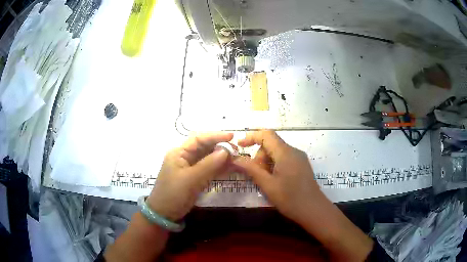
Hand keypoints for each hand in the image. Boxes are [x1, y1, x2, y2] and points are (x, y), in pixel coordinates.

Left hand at [146, 132, 232, 220]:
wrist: (164, 214)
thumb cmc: (174, 194)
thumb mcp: (191, 179)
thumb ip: (209, 164)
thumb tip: (226, 151)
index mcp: (179, 153)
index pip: (198, 139)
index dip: (215, 136)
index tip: (232, 137)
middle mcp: (184, 157)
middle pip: (204, 148)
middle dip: (220, 148)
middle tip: (237, 150)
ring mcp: (189, 168)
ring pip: (208, 159)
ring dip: (221, 159)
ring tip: (236, 159)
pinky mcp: (194, 178)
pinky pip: (208, 170)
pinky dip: (218, 169)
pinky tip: (229, 168)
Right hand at [233, 130, 372, 260]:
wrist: (313, 210)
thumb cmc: (290, 198)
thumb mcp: (267, 184)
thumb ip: (251, 169)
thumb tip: (235, 158)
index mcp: (285, 152)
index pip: (266, 134)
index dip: (251, 137)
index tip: (239, 146)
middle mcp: (293, 151)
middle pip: (271, 144)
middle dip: (259, 156)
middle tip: (255, 174)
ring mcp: (299, 158)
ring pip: (277, 153)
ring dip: (266, 162)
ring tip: (265, 181)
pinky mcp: (301, 166)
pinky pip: (284, 159)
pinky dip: (274, 166)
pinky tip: (274, 181)